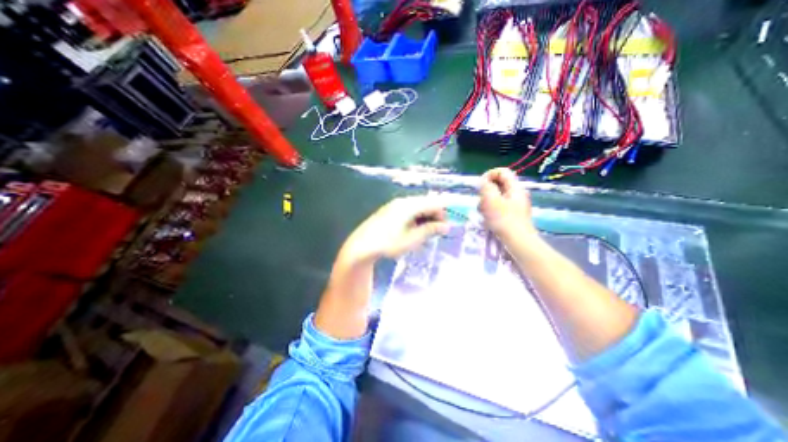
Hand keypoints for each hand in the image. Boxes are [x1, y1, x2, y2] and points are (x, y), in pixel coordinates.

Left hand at [341, 198, 456, 265]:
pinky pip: (409, 211)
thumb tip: (446, 226)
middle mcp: (402, 202)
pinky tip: (415, 230)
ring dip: (426, 218)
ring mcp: (395, 206)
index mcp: (409, 205)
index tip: (449, 224)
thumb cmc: (388, 243)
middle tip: (439, 231)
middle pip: (425, 203)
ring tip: (428, 233)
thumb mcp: (412, 239)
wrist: (362, 246)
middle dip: (435, 216)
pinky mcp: (390, 211)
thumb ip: (430, 230)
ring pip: (417, 208)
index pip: (433, 202)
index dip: (444, 211)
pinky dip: (416, 219)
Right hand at [477, 168, 539, 243]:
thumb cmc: (504, 220)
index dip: (489, 174)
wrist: (518, 242)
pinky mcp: (511, 216)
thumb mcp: (491, 200)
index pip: (502, 172)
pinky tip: (487, 220)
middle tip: (482, 202)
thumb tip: (481, 181)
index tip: (479, 185)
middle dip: (486, 192)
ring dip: (486, 203)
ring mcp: (514, 206)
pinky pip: (497, 208)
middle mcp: (516, 195)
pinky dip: (490, 211)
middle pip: (497, 185)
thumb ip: (485, 187)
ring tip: (484, 213)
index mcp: (515, 188)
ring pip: (495, 198)